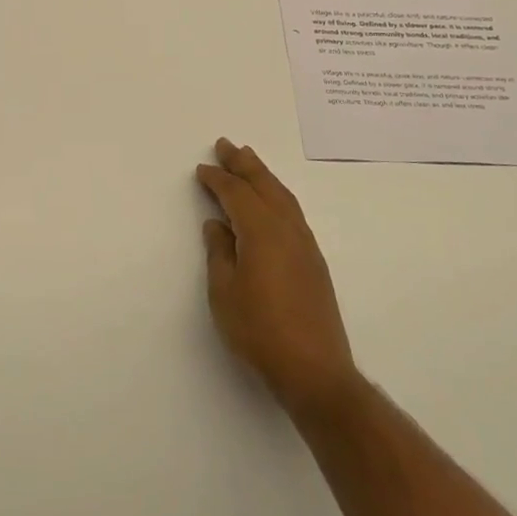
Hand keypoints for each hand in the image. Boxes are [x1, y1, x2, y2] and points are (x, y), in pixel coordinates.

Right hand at [195, 138, 358, 414]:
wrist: (314, 370)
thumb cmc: (259, 331)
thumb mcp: (224, 292)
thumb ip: (219, 253)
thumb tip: (217, 225)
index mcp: (262, 231)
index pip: (236, 194)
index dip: (218, 178)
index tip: (202, 168)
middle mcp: (287, 229)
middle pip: (264, 185)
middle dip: (244, 163)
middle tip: (226, 145)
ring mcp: (305, 244)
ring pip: (282, 196)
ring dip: (263, 175)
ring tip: (248, 160)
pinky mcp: (314, 261)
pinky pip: (292, 212)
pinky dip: (277, 195)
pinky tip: (270, 201)